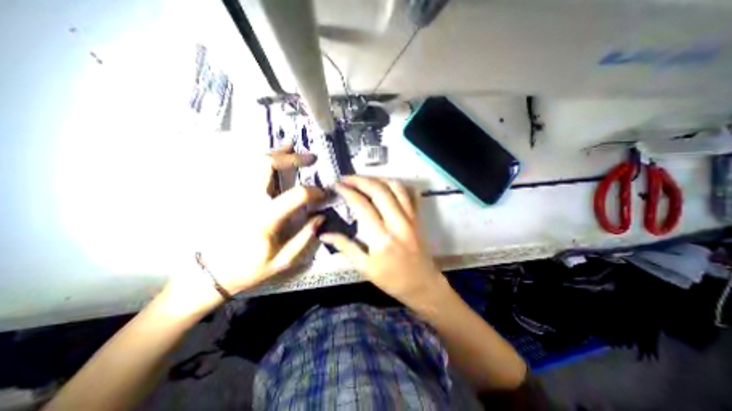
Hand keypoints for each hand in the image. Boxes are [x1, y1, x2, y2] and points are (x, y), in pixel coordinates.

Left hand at [172, 145, 325, 306]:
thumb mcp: (282, 261)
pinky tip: (272, 157)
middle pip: (267, 165)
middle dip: (292, 158)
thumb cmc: (248, 270)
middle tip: (310, 158)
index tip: (324, 193)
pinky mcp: (230, 196)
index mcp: (264, 220)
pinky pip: (246, 170)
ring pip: (253, 162)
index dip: (314, 192)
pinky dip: (261, 160)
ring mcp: (235, 195)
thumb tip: (321, 216)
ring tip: (291, 146)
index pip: (296, 196)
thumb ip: (304, 237)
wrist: (209, 274)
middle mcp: (248, 201)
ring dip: (275, 153)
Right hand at [320, 175, 445, 302]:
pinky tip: (386, 184)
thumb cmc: (391, 280)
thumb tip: (324, 234)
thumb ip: (345, 247)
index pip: (362, 205)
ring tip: (363, 179)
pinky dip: (397, 185)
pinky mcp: (418, 217)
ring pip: (395, 187)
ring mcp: (410, 218)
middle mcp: (397, 222)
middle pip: (379, 190)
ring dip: (377, 178)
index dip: (347, 192)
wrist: (422, 284)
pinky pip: (409, 194)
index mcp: (381, 238)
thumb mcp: (364, 268)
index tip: (336, 185)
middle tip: (346, 178)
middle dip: (360, 179)